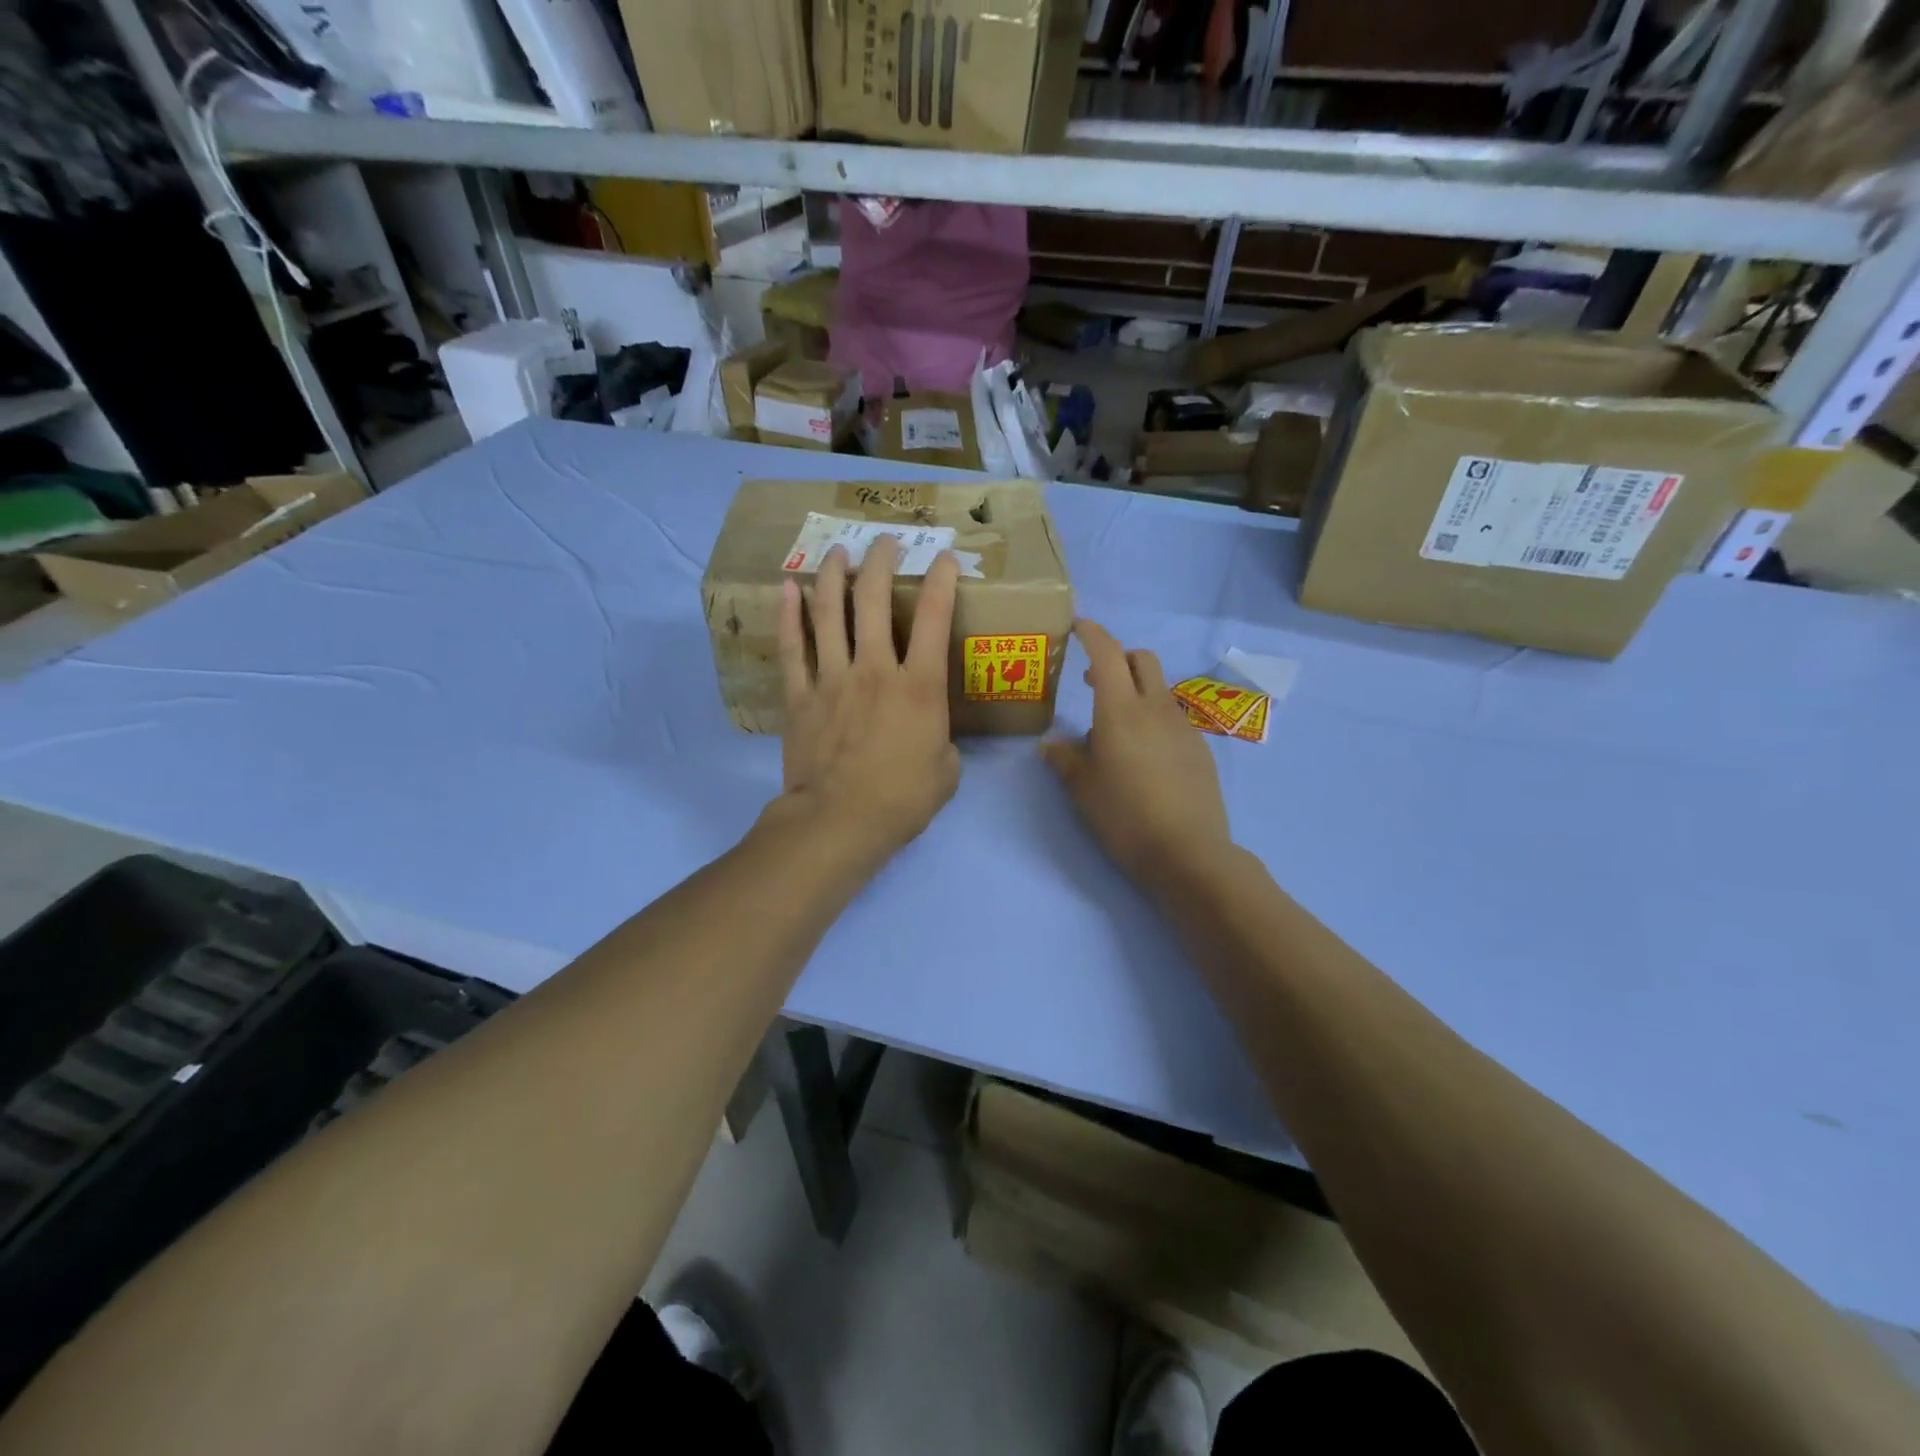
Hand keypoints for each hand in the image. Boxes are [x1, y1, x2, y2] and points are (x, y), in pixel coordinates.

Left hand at [772, 536, 962, 867]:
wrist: (839, 822)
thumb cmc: (901, 800)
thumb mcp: (947, 772)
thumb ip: (944, 743)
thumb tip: (935, 738)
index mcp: (920, 687)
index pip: (935, 619)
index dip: (942, 581)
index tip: (946, 558)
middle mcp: (876, 670)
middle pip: (874, 602)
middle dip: (880, 563)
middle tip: (883, 541)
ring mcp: (833, 679)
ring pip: (830, 614)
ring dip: (833, 576)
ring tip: (837, 551)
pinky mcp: (801, 697)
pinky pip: (793, 648)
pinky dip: (789, 616)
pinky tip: (788, 589)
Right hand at [1043, 620, 1233, 887]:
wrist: (1188, 852)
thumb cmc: (1124, 816)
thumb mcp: (1082, 789)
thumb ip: (1064, 759)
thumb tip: (1050, 744)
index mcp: (1120, 710)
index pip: (1107, 653)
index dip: (1092, 633)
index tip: (1078, 625)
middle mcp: (1155, 708)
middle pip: (1141, 659)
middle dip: (1118, 658)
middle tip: (1094, 683)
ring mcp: (1182, 726)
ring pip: (1158, 689)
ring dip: (1135, 691)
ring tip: (1115, 731)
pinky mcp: (1199, 748)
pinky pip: (1171, 718)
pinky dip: (1153, 719)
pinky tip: (1144, 757)